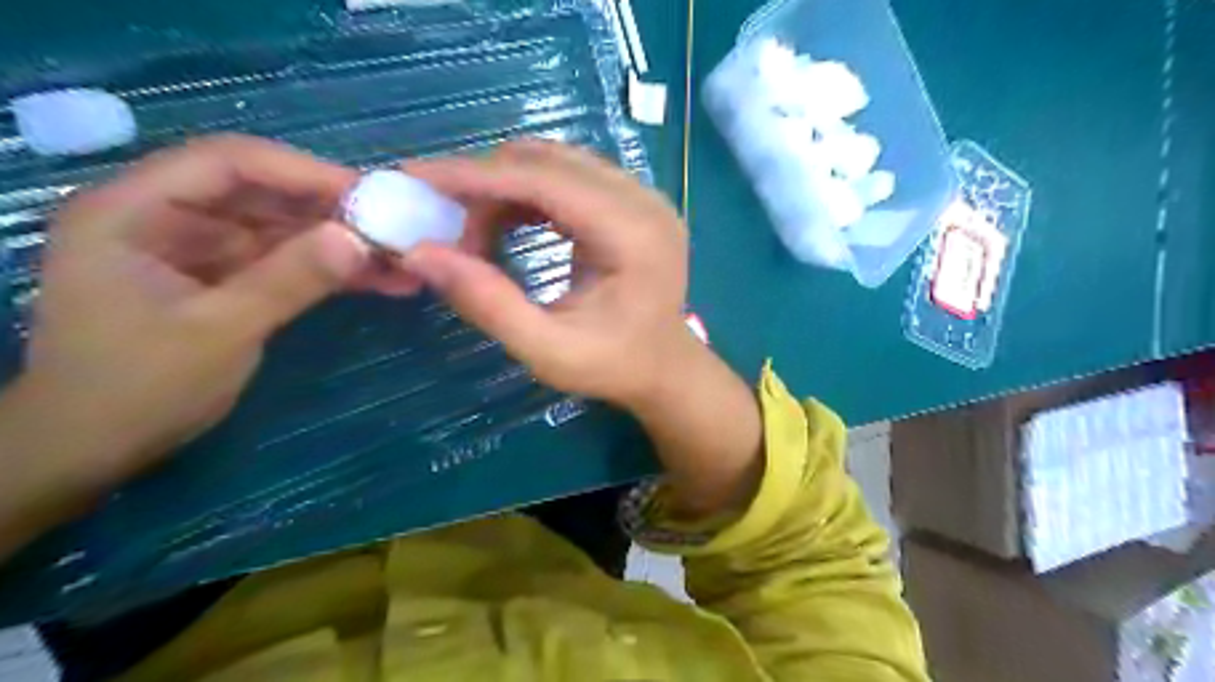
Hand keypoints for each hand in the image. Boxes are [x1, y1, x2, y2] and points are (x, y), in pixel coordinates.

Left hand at [14, 132, 369, 483]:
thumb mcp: (219, 330)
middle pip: (262, 194)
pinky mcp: (226, 280)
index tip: (368, 194)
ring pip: (282, 230)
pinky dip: (329, 271)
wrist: (97, 449)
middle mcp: (167, 218)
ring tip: (400, 258)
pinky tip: (378, 280)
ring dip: (340, 244)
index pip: (228, 163)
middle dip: (331, 211)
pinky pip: (285, 263)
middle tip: (395, 228)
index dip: (302, 171)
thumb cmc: (137, 388)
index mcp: (134, 210)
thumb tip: (358, 240)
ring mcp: (200, 251)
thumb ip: (289, 280)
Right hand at [403, 142, 756, 516]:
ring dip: (504, 186)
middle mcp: (642, 200)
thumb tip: (419, 254)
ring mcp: (641, 196)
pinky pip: (568, 177)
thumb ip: (488, 304)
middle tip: (441, 218)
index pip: (545, 180)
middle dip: (485, 181)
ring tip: (473, 231)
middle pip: (549, 160)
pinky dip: (527, 193)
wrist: (665, 368)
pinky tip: (505, 223)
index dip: (476, 175)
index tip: (415, 176)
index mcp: (633, 234)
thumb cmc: (614, 366)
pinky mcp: (632, 201)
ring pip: (556, 162)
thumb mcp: (548, 351)